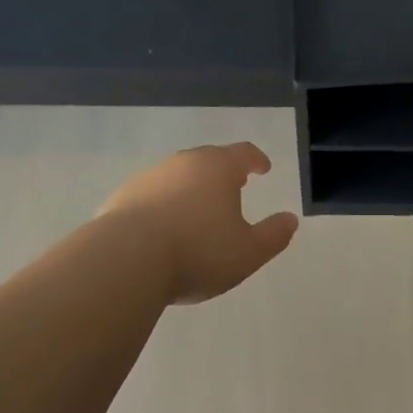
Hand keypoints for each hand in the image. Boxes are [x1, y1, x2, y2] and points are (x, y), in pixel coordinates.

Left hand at [101, 143, 297, 304]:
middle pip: (209, 159)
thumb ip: (273, 235)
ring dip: (191, 188)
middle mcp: (184, 163)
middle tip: (234, 186)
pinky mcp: (122, 197)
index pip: (243, 153)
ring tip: (197, 210)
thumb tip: (290, 220)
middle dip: (223, 171)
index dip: (256, 159)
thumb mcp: (248, 252)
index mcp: (218, 168)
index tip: (263, 168)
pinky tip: (162, 229)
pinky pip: (151, 196)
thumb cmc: (197, 251)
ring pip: (178, 175)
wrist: (125, 259)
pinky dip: (162, 205)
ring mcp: (150, 177)